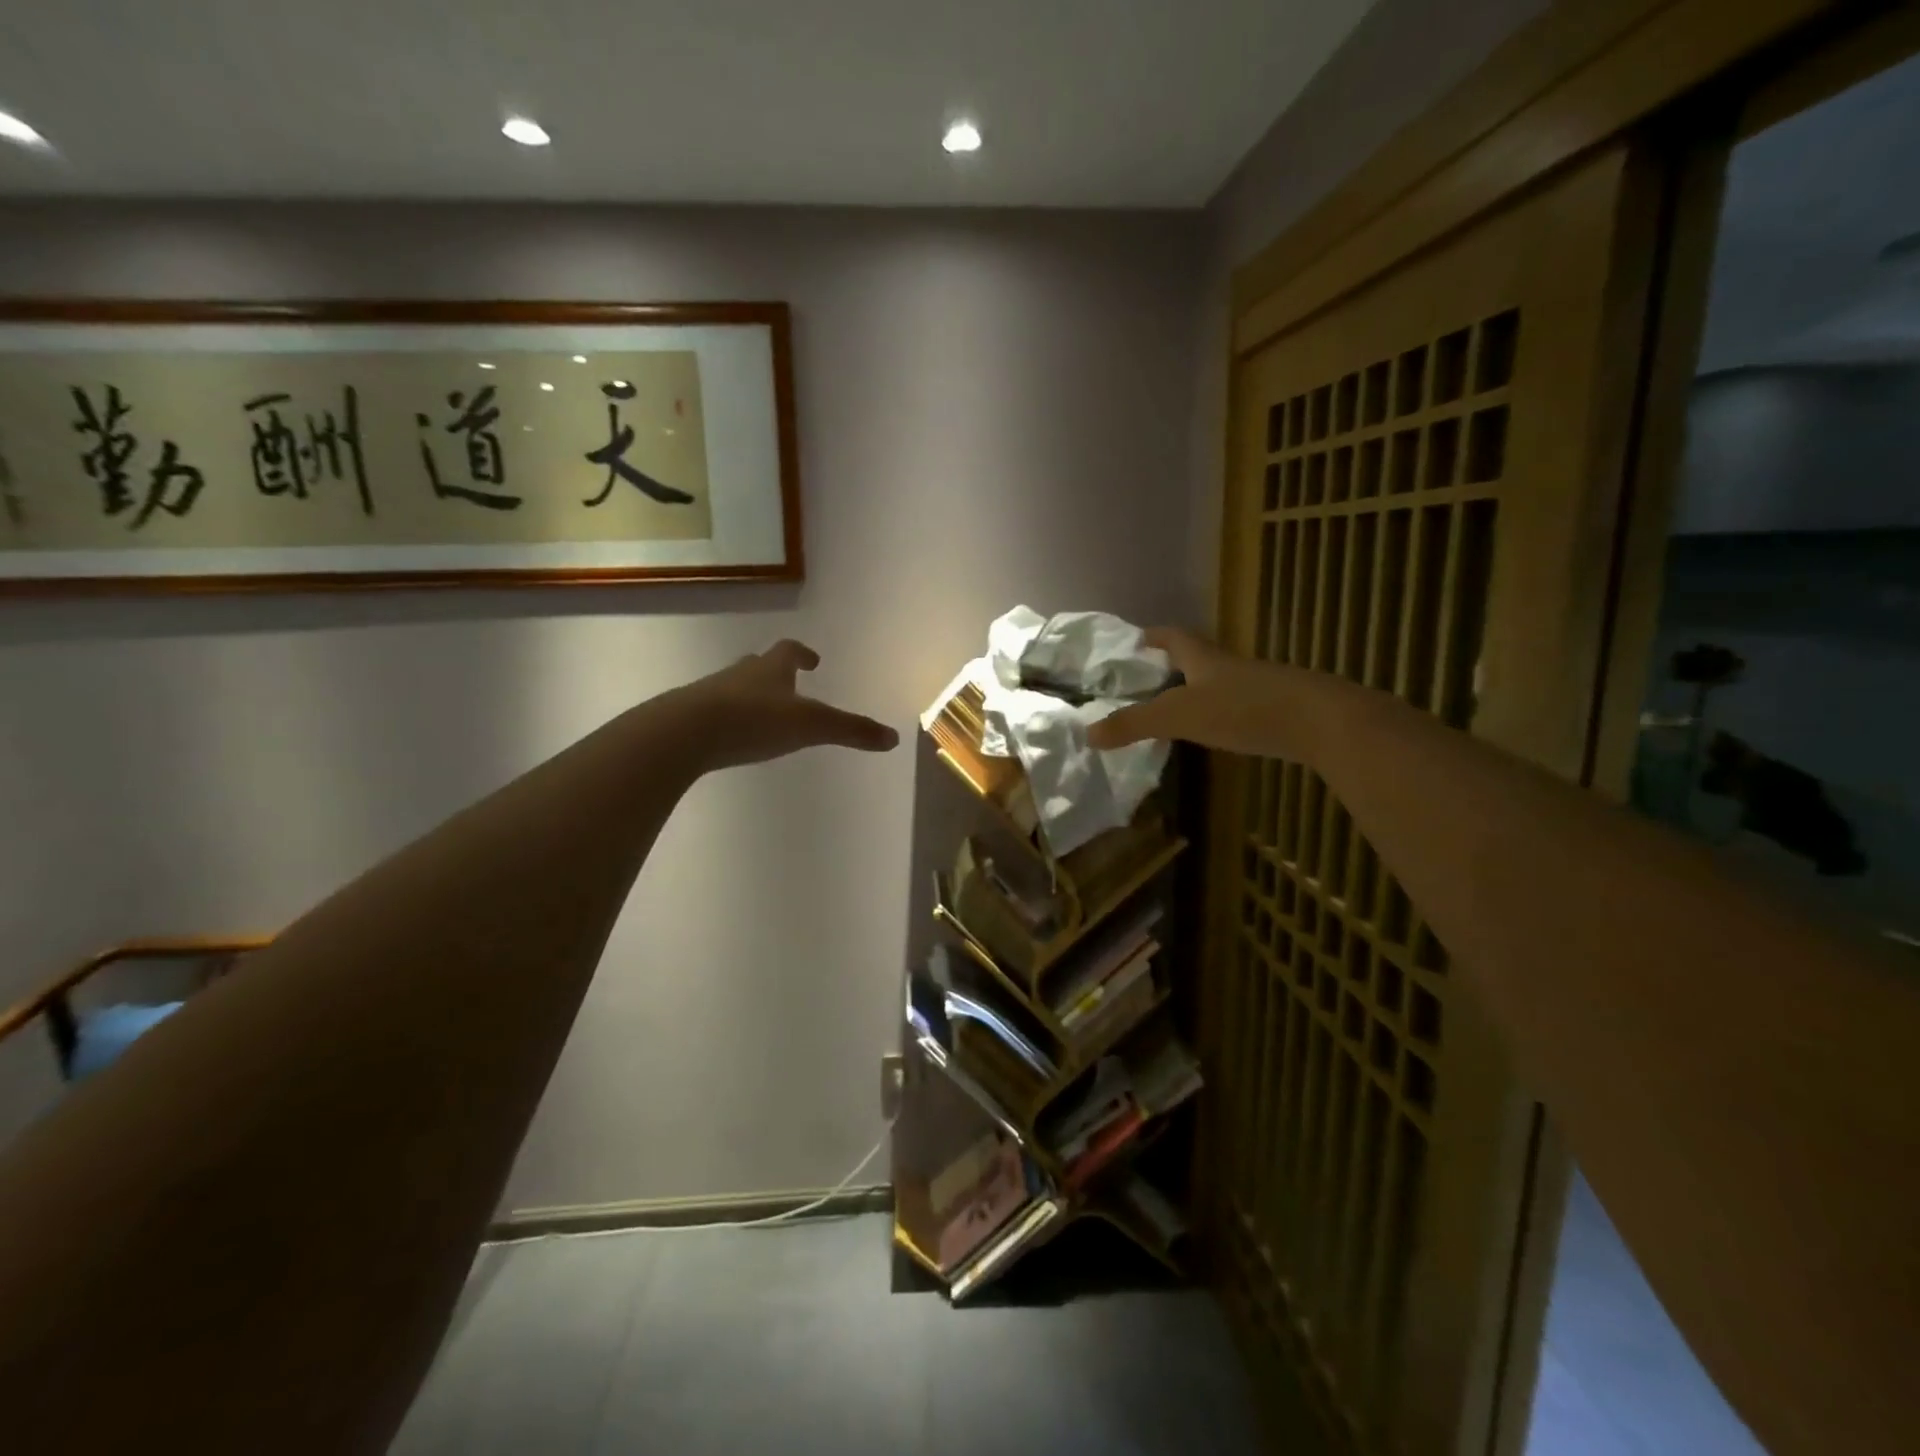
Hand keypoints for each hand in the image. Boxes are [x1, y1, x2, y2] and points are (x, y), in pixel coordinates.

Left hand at [671, 640, 899, 771]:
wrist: (686, 732)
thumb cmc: (754, 720)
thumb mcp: (811, 726)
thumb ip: (851, 731)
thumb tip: (893, 737)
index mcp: (771, 668)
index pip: (790, 651)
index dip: (803, 654)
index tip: (813, 660)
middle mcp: (741, 673)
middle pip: (759, 665)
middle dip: (774, 672)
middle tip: (788, 683)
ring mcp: (712, 693)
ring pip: (736, 686)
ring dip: (750, 694)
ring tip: (762, 713)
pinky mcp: (691, 716)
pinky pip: (715, 711)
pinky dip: (729, 718)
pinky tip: (732, 736)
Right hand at [1088, 628, 1320, 760]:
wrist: (1322, 722)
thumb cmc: (1244, 709)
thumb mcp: (1179, 716)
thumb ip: (1134, 724)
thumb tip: (1088, 734)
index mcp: (1205, 659)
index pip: (1174, 637)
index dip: (1153, 636)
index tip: (1135, 639)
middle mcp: (1230, 667)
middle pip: (1196, 657)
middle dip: (1171, 664)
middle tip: (1145, 678)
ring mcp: (1258, 687)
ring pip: (1218, 682)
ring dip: (1195, 689)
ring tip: (1172, 706)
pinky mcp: (1277, 710)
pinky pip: (1238, 704)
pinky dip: (1219, 712)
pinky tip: (1215, 731)